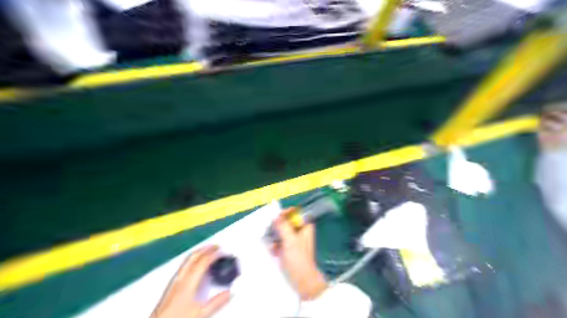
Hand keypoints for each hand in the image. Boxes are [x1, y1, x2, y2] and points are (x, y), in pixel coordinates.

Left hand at [153, 246, 229, 316]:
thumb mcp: (200, 314)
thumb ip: (216, 302)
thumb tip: (230, 293)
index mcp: (188, 282)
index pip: (203, 262)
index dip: (213, 254)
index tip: (222, 250)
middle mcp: (180, 278)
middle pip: (193, 257)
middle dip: (205, 249)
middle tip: (215, 246)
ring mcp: (174, 281)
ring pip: (187, 260)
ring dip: (198, 253)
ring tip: (206, 250)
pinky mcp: (171, 286)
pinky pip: (183, 266)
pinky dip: (192, 260)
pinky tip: (193, 264)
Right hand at [274, 209, 327, 300]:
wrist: (302, 280)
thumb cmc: (298, 258)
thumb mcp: (290, 240)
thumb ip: (283, 227)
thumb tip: (276, 217)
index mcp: (305, 227)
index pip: (297, 213)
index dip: (287, 213)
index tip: (277, 217)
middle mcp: (300, 232)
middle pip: (287, 222)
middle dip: (278, 225)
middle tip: (271, 229)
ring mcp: (294, 240)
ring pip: (282, 231)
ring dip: (275, 235)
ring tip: (271, 241)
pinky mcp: (288, 249)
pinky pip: (279, 241)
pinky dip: (275, 244)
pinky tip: (273, 250)